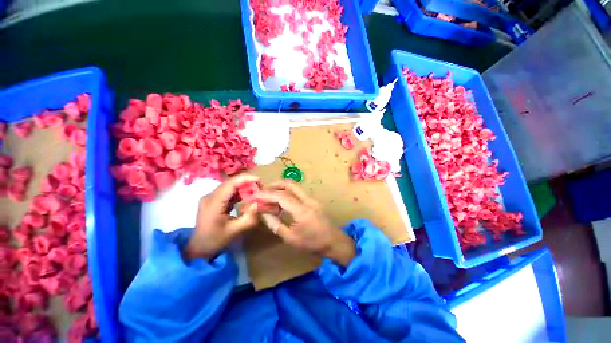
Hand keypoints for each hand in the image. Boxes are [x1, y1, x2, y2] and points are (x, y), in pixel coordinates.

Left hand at [184, 174, 259, 260]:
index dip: (245, 178)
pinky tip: (246, 197)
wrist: (198, 249)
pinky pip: (228, 192)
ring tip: (256, 192)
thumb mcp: (235, 231)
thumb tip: (258, 203)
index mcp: (213, 202)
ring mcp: (210, 197)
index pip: (230, 183)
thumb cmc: (215, 240)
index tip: (259, 180)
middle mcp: (210, 196)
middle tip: (260, 188)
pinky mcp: (213, 200)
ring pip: (230, 186)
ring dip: (243, 187)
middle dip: (247, 182)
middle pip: (230, 183)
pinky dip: (239, 193)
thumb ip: (249, 217)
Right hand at [255, 181, 355, 266]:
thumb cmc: (313, 243)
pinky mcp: (313, 201)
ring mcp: (312, 199)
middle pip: (290, 184)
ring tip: (270, 196)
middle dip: (275, 185)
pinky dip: (288, 192)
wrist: (334, 242)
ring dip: (281, 188)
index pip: (281, 196)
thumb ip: (276, 225)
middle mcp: (307, 200)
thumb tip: (263, 214)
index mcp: (301, 210)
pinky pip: (298, 192)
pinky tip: (281, 202)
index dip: (267, 194)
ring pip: (295, 186)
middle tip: (263, 191)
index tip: (255, 195)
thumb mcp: (291, 238)